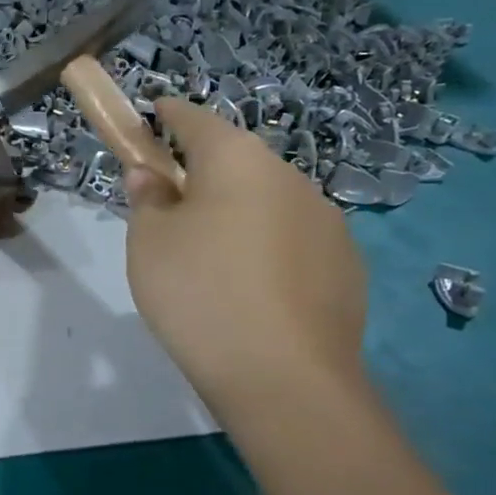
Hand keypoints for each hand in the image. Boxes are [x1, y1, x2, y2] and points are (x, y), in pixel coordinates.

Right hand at [124, 97, 366, 419]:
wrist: (284, 378)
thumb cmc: (199, 293)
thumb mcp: (148, 242)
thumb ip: (147, 198)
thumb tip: (152, 176)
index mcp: (238, 160)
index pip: (196, 119)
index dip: (168, 116)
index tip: (152, 116)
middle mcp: (290, 177)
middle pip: (236, 162)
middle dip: (203, 173)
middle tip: (170, 209)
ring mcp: (327, 222)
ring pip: (268, 202)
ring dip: (239, 213)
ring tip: (212, 261)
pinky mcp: (347, 265)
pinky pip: (293, 241)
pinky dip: (268, 249)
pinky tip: (251, 291)